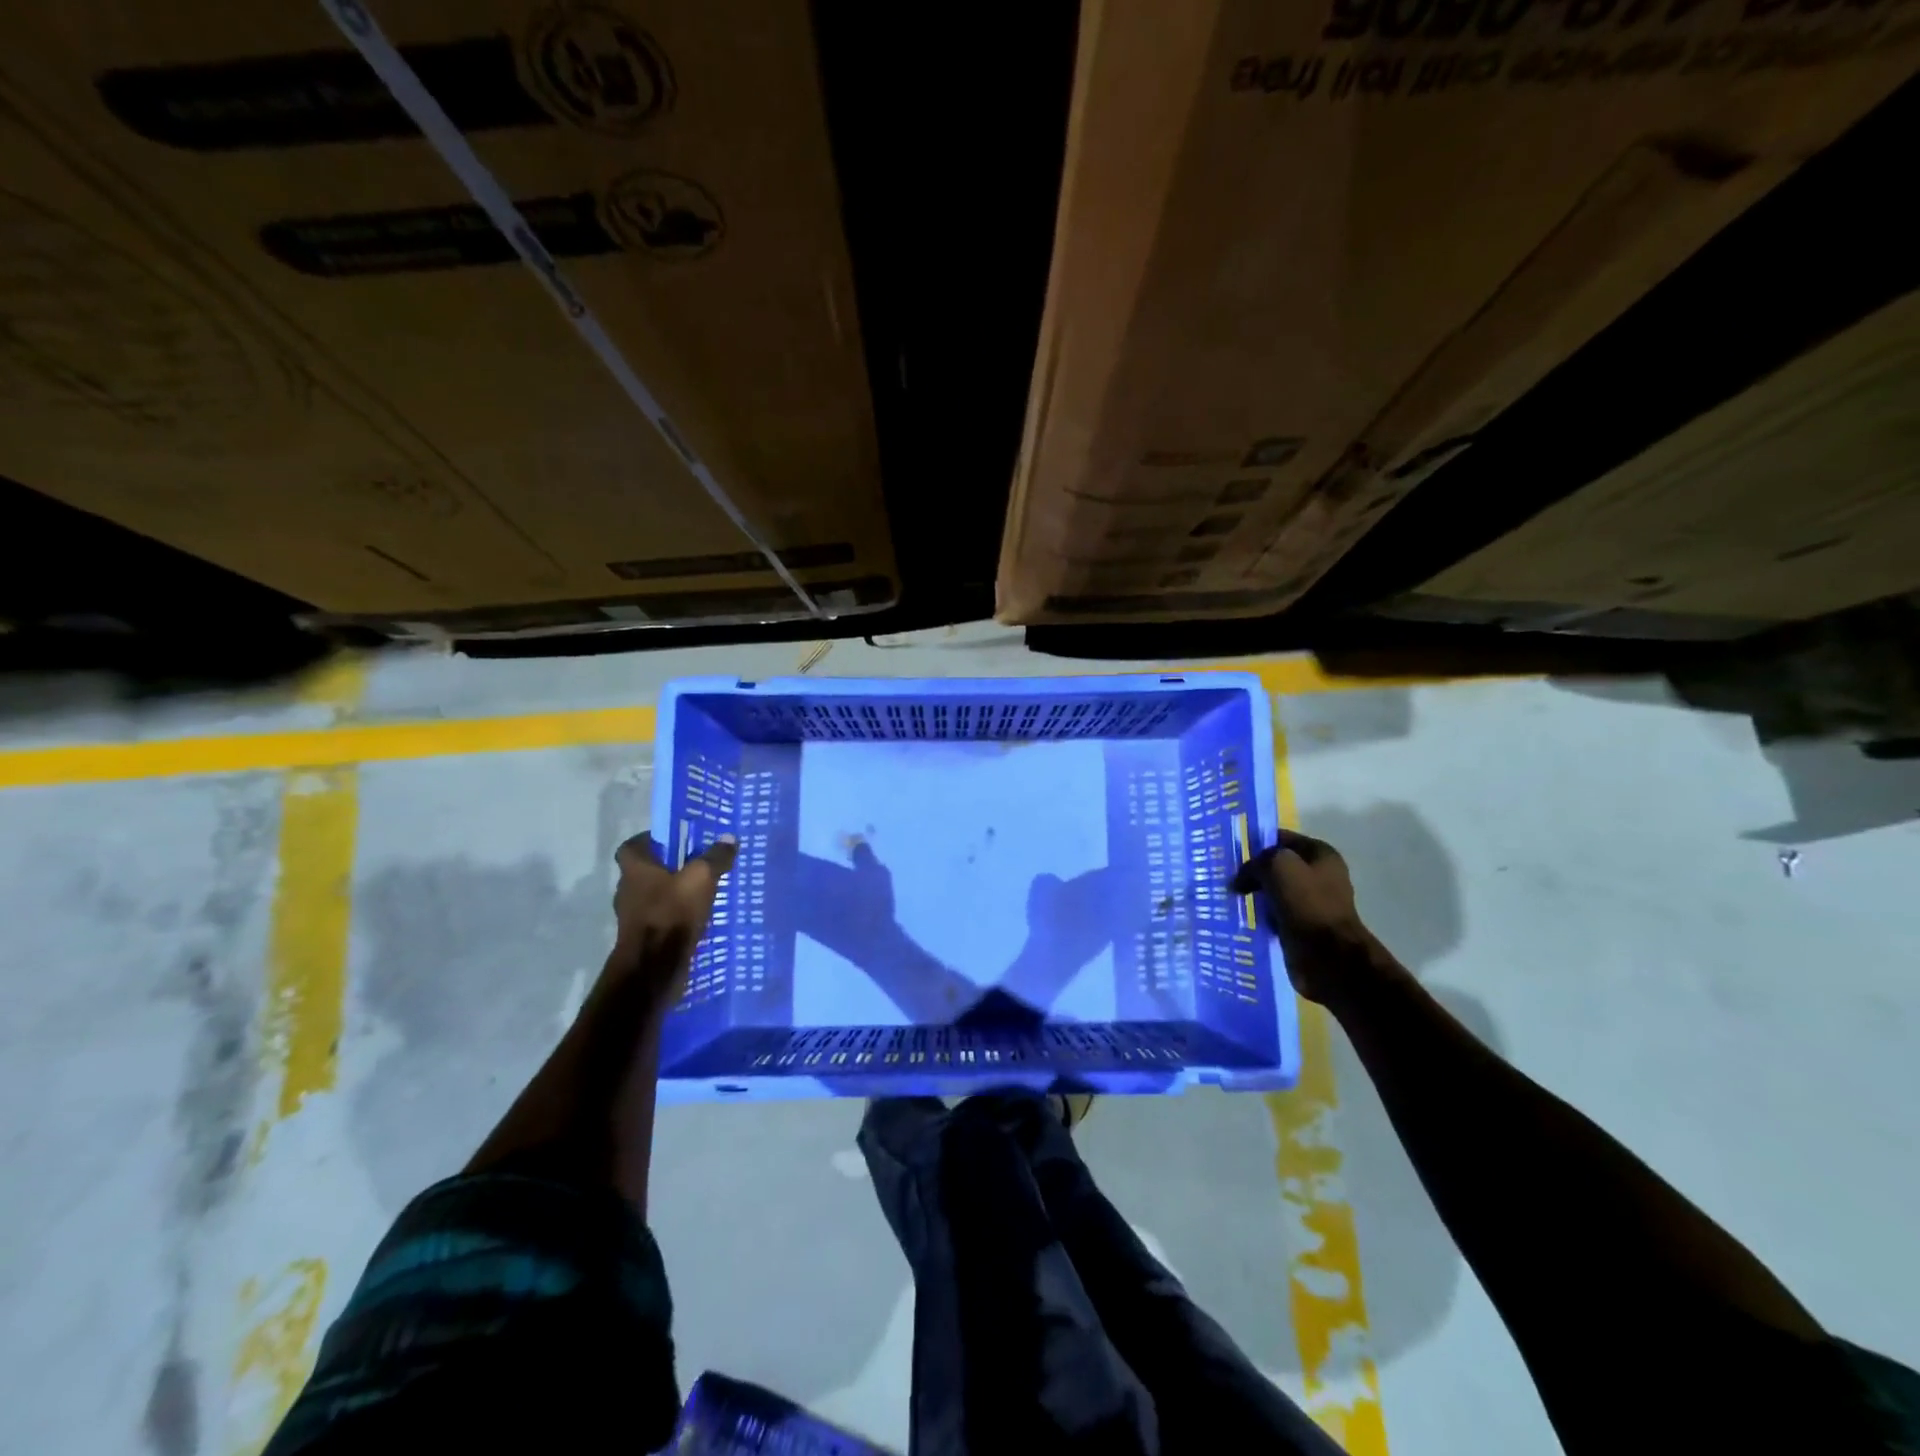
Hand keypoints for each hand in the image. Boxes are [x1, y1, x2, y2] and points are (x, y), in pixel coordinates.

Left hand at [607, 832, 737, 1010]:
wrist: (654, 967)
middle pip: (645, 871)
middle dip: (669, 867)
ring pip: (654, 896)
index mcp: (635, 870)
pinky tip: (697, 917)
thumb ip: (715, 857)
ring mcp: (633, 916)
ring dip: (673, 893)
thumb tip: (728, 838)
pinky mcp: (643, 938)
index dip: (650, 840)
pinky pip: (661, 918)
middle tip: (696, 863)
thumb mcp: (701, 878)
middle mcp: (628, 890)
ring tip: (702, 890)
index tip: (674, 840)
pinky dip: (675, 915)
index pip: (631, 846)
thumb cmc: (672, 913)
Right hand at [1232, 829, 1376, 1004]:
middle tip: (1229, 877)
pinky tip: (1246, 917)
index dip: (1257, 843)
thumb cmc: (1306, 903)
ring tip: (1232, 898)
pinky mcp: (1304, 926)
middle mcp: (1320, 875)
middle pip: (1277, 865)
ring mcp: (1313, 902)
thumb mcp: (1276, 866)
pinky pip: (1276, 913)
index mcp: (1321, 854)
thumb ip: (1255, 863)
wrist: (1329, 955)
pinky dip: (1262, 915)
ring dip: (1256, 895)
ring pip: (1275, 890)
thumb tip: (1241, 879)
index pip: (1281, 838)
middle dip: (1254, 871)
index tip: (1232, 853)